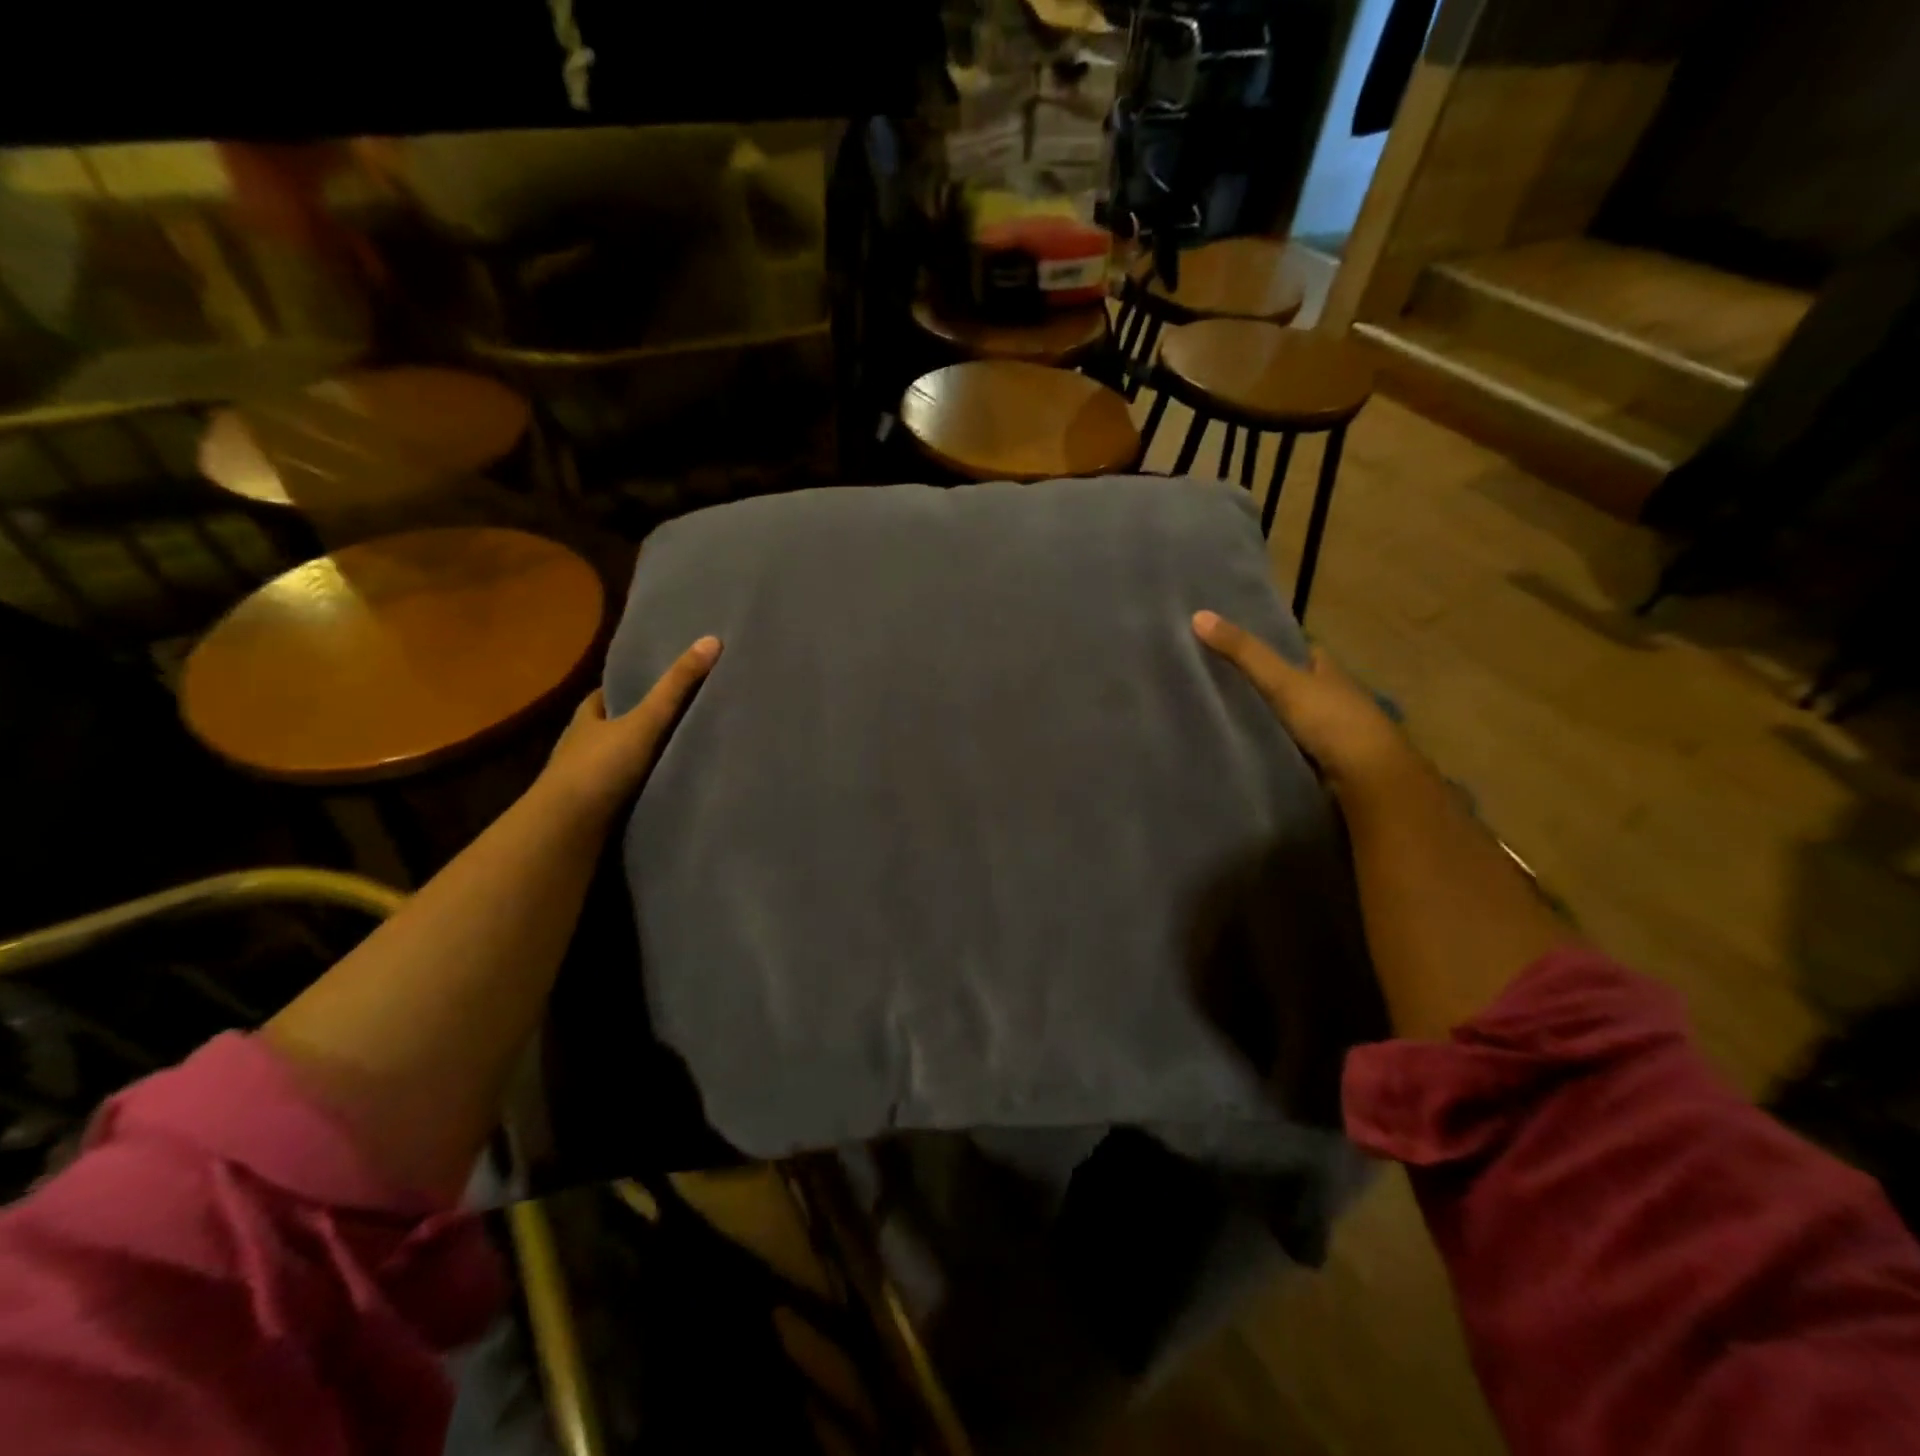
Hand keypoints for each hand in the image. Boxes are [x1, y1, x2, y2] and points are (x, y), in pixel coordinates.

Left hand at [537, 636, 721, 825]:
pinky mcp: (593, 810)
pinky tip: (665, 788)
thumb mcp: (645, 722)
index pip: (608, 694)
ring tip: (681, 754)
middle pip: (614, 727)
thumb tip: (712, 640)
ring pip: (618, 760)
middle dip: (639, 723)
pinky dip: (641, 787)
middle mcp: (581, 745)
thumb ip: (677, 687)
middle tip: (678, 718)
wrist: (566, 832)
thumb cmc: (600, 768)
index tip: (660, 682)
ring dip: (641, 759)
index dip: (631, 687)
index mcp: (587, 718)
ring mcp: (585, 780)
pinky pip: (624, 790)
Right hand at [1192, 611, 1410, 791]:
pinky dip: (1266, 741)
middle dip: (1259, 681)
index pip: (1294, 648)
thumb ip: (1244, 653)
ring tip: (1216, 711)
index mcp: (1327, 668)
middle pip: (1289, 681)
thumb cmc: (1331, 720)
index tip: (1228, 643)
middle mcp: (1330, 694)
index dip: (1266, 643)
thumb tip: (1198, 615)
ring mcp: (1327, 729)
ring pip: (1286, 714)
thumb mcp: (1282, 681)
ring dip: (1262, 714)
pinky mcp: (1320, 759)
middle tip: (1212, 678)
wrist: (1368, 779)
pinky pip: (1285, 743)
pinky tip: (1240, 743)